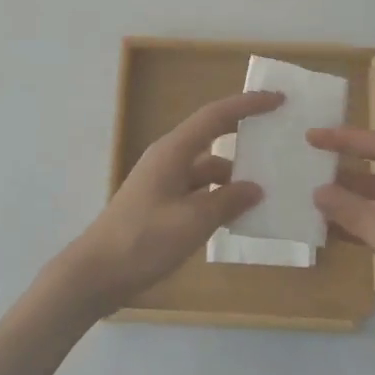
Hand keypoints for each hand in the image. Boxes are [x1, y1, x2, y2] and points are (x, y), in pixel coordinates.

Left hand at [52, 91, 282, 317]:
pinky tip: (239, 215)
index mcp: (173, 151)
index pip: (216, 116)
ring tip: (268, 187)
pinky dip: (219, 198)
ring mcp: (163, 182)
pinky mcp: (161, 205)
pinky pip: (198, 191)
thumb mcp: (192, 222)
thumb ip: (227, 202)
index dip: (247, 105)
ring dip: (234, 175)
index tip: (277, 100)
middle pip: (212, 136)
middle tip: (278, 137)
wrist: (96, 274)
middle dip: (244, 134)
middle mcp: (168, 159)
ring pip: (207, 169)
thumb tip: (255, 188)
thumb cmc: (143, 240)